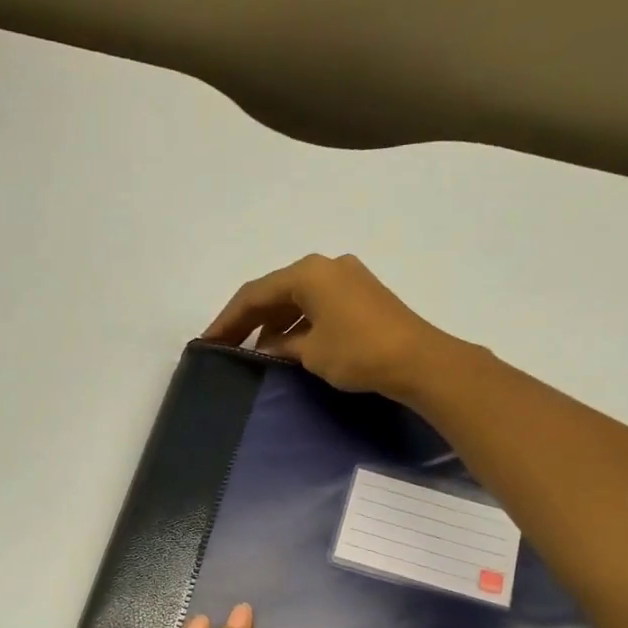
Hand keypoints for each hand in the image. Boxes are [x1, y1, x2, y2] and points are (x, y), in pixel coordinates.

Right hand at [204, 253, 458, 399]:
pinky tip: (288, 349)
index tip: (207, 341)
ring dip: (274, 325)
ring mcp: (347, 279)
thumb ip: (281, 347)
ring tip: (254, 354)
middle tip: (226, 346)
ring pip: (297, 300)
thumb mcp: (310, 352)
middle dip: (249, 321)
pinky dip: (298, 325)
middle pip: (276, 292)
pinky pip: (318, 306)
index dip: (228, 319)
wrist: (419, 360)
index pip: (255, 294)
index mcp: (308, 272)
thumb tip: (266, 349)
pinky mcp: (362, 296)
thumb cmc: (358, 352)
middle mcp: (326, 267)